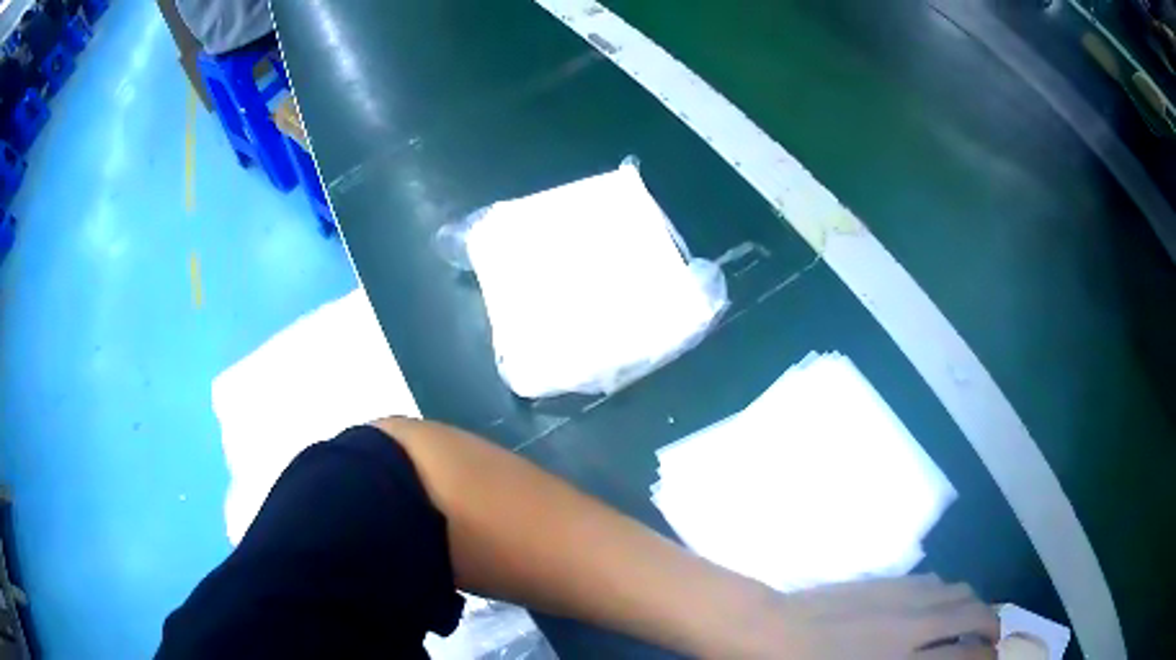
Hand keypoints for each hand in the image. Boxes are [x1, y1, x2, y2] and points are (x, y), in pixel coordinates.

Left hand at [737, 575, 998, 658]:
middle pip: (973, 615)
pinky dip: (947, 591)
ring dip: (974, 603)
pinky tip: (939, 602)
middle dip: (991, 626)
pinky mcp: (886, 582)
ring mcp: (901, 598)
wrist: (770, 634)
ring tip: (972, 619)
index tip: (992, 659)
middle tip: (992, 638)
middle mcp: (914, 626)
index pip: (964, 657)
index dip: (985, 657)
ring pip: (958, 590)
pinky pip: (932, 580)